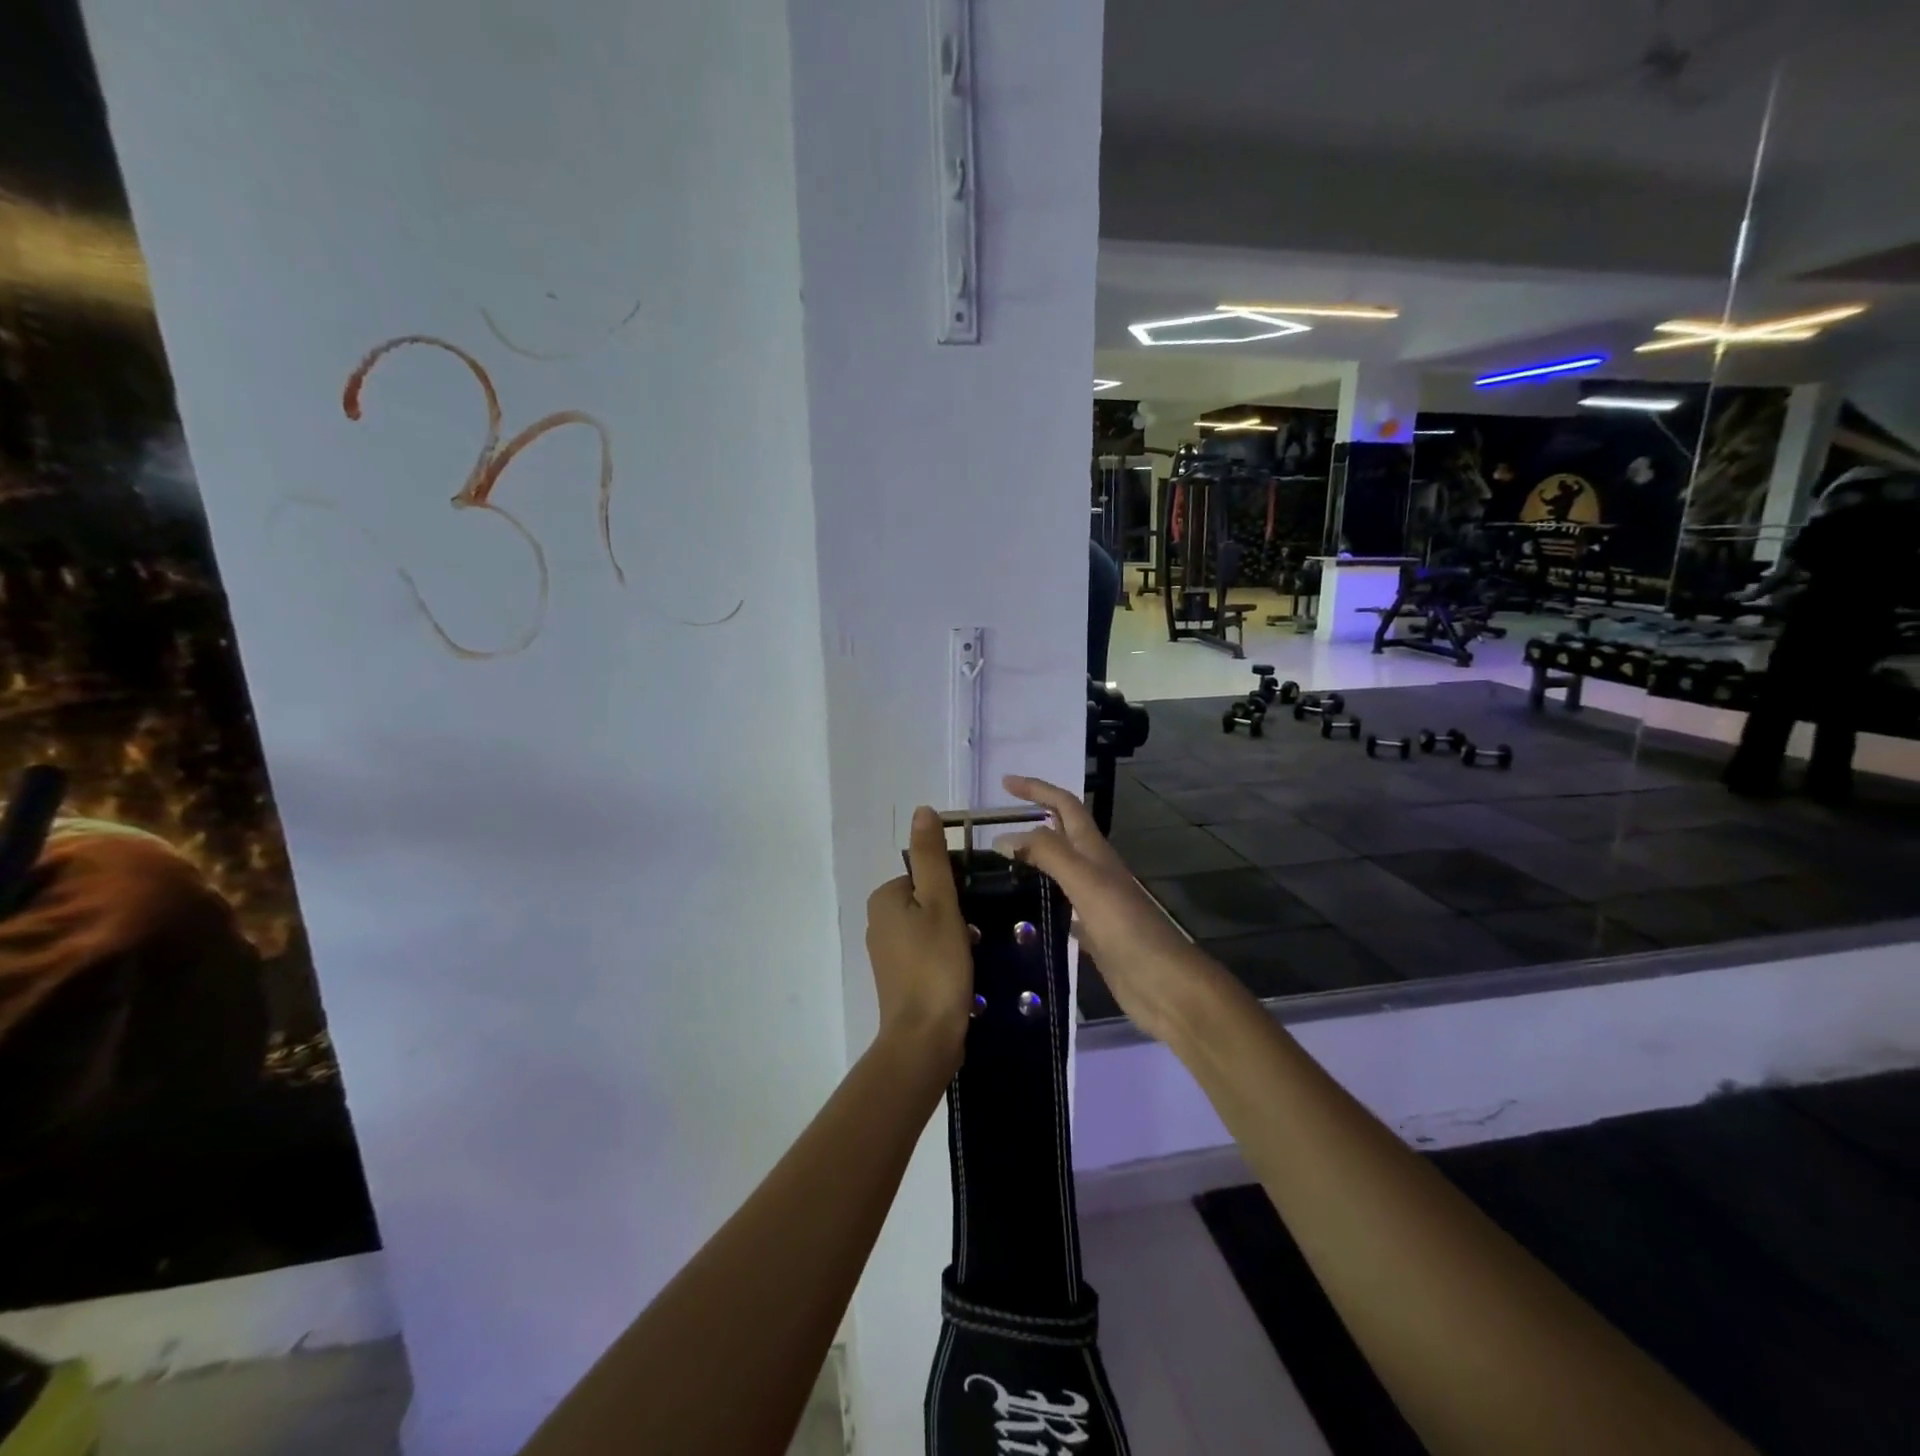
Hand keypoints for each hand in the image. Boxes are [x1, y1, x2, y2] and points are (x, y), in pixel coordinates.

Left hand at [864, 806, 973, 1075]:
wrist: (925, 1039)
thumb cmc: (936, 965)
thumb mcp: (940, 903)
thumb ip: (932, 857)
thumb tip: (922, 810)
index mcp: (884, 898)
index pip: (926, 873)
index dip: (954, 887)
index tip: (972, 908)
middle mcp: (878, 921)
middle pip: (928, 899)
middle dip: (956, 912)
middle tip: (976, 934)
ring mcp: (887, 952)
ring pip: (930, 926)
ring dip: (954, 936)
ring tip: (973, 955)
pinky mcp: (899, 978)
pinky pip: (927, 952)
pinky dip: (946, 957)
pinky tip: (963, 974)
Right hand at [995, 775, 1220, 1043]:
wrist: (1163, 984)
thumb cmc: (1126, 927)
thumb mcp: (1085, 881)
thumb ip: (1047, 854)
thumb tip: (1005, 836)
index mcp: (1095, 852)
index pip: (1064, 806)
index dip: (1037, 789)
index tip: (1005, 782)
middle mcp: (1095, 871)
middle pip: (1063, 834)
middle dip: (1034, 819)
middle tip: (995, 824)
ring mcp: (1095, 903)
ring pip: (1060, 870)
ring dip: (1035, 859)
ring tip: (1001, 864)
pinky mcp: (1093, 933)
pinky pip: (1062, 906)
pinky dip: (1042, 900)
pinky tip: (1023, 911)